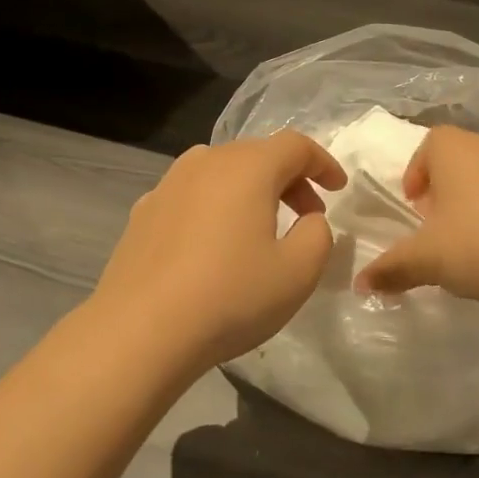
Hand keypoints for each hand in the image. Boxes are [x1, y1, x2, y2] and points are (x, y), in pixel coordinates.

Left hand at [90, 131, 346, 370]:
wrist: (140, 331)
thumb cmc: (230, 296)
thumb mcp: (299, 272)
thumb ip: (318, 235)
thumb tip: (309, 220)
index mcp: (248, 167)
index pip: (296, 146)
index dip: (323, 163)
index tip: (338, 190)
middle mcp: (206, 161)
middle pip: (258, 154)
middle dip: (290, 179)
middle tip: (307, 216)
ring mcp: (168, 184)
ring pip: (221, 172)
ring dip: (250, 190)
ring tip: (260, 228)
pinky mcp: (143, 211)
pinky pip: (192, 195)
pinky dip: (214, 206)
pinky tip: (213, 244)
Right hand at [353, 126, 478, 310]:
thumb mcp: (427, 259)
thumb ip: (391, 268)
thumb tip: (359, 283)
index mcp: (453, 149)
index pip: (428, 145)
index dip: (416, 173)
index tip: (414, 207)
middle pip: (457, 160)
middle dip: (442, 190)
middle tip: (436, 227)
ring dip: (473, 203)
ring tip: (469, 242)